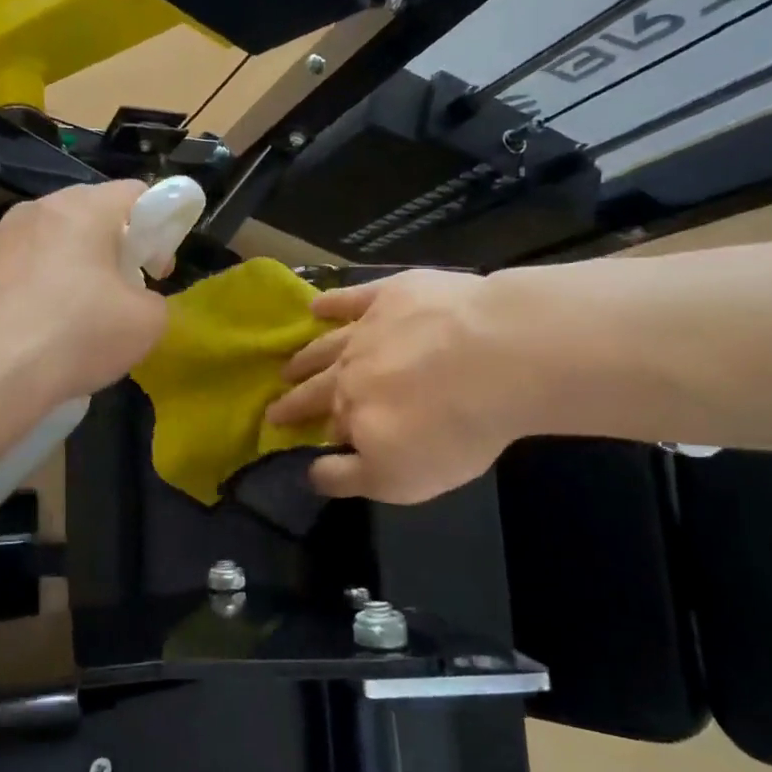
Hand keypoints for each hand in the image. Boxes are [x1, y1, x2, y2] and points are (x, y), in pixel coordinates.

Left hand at [0, 181, 168, 419]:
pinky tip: (17, 337)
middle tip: (114, 297)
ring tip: (61, 325)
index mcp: (81, 211)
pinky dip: (14, 298)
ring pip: (36, 247)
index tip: (154, 271)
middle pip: (81, 218)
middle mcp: (30, 213)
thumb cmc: (75, 337)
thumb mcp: (147, 324)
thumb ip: (152, 300)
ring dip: (56, 272)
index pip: (133, 193)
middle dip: (104, 251)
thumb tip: (135, 301)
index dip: (157, 229)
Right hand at [265, 269, 567, 502]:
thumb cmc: (451, 428)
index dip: (307, 430)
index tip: (285, 431)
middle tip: (274, 404)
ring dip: (305, 356)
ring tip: (288, 363)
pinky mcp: (393, 294)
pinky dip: (332, 302)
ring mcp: (369, 328)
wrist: (496, 358)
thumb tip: (308, 472)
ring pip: (327, 343)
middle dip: (294, 397)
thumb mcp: (398, 478)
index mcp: (352, 412)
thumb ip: (348, 478)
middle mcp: (349, 369)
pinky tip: (318, 304)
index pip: (325, 425)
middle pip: (317, 385)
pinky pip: (352, 297)